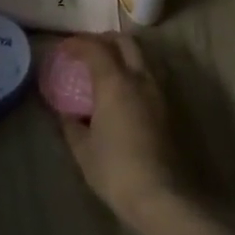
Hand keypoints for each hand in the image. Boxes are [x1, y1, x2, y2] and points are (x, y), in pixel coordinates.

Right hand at [55, 35, 182, 230]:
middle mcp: (141, 79)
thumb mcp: (83, 149)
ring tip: (106, 69)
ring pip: (143, 57)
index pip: (96, 48)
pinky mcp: (170, 108)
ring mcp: (160, 92)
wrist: (161, 194)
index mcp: (116, 82)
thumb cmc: (115, 170)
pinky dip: (135, 72)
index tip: (64, 48)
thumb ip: (71, 125)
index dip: (78, 43)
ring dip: (124, 54)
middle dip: (105, 40)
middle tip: (87, 50)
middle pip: (126, 42)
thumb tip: (66, 113)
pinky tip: (123, 92)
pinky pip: (151, 76)